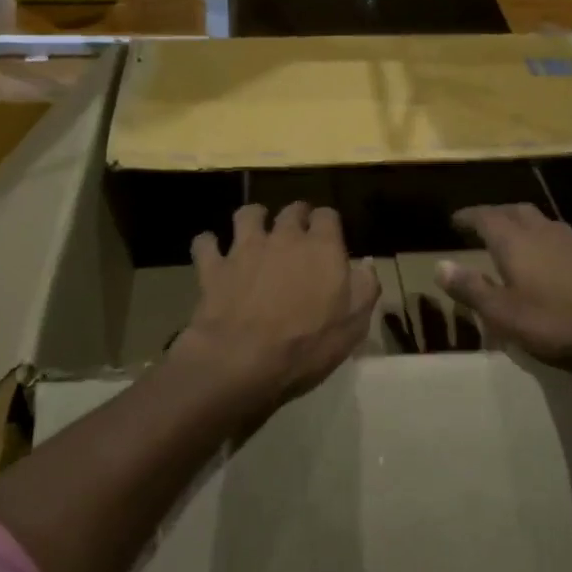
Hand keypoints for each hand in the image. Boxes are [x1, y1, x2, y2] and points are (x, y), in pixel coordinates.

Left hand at [172, 203, 379, 422]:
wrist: (243, 361)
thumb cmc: (307, 346)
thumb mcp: (353, 325)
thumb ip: (364, 288)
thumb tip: (365, 263)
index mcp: (321, 248)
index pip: (328, 216)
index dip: (328, 224)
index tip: (329, 238)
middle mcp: (284, 237)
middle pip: (291, 210)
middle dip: (296, 216)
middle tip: (297, 233)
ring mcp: (245, 249)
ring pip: (247, 215)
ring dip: (253, 219)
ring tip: (255, 231)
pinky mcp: (213, 267)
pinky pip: (206, 243)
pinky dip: (208, 244)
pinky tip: (212, 251)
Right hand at [439, 204, 571, 377]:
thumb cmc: (554, 320)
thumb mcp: (502, 312)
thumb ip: (471, 288)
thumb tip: (439, 266)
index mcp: (514, 240)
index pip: (485, 217)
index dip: (468, 216)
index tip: (454, 219)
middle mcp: (542, 231)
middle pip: (515, 211)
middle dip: (496, 214)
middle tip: (482, 224)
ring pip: (542, 222)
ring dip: (525, 225)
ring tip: (515, 237)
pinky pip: (564, 241)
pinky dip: (550, 244)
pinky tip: (554, 260)